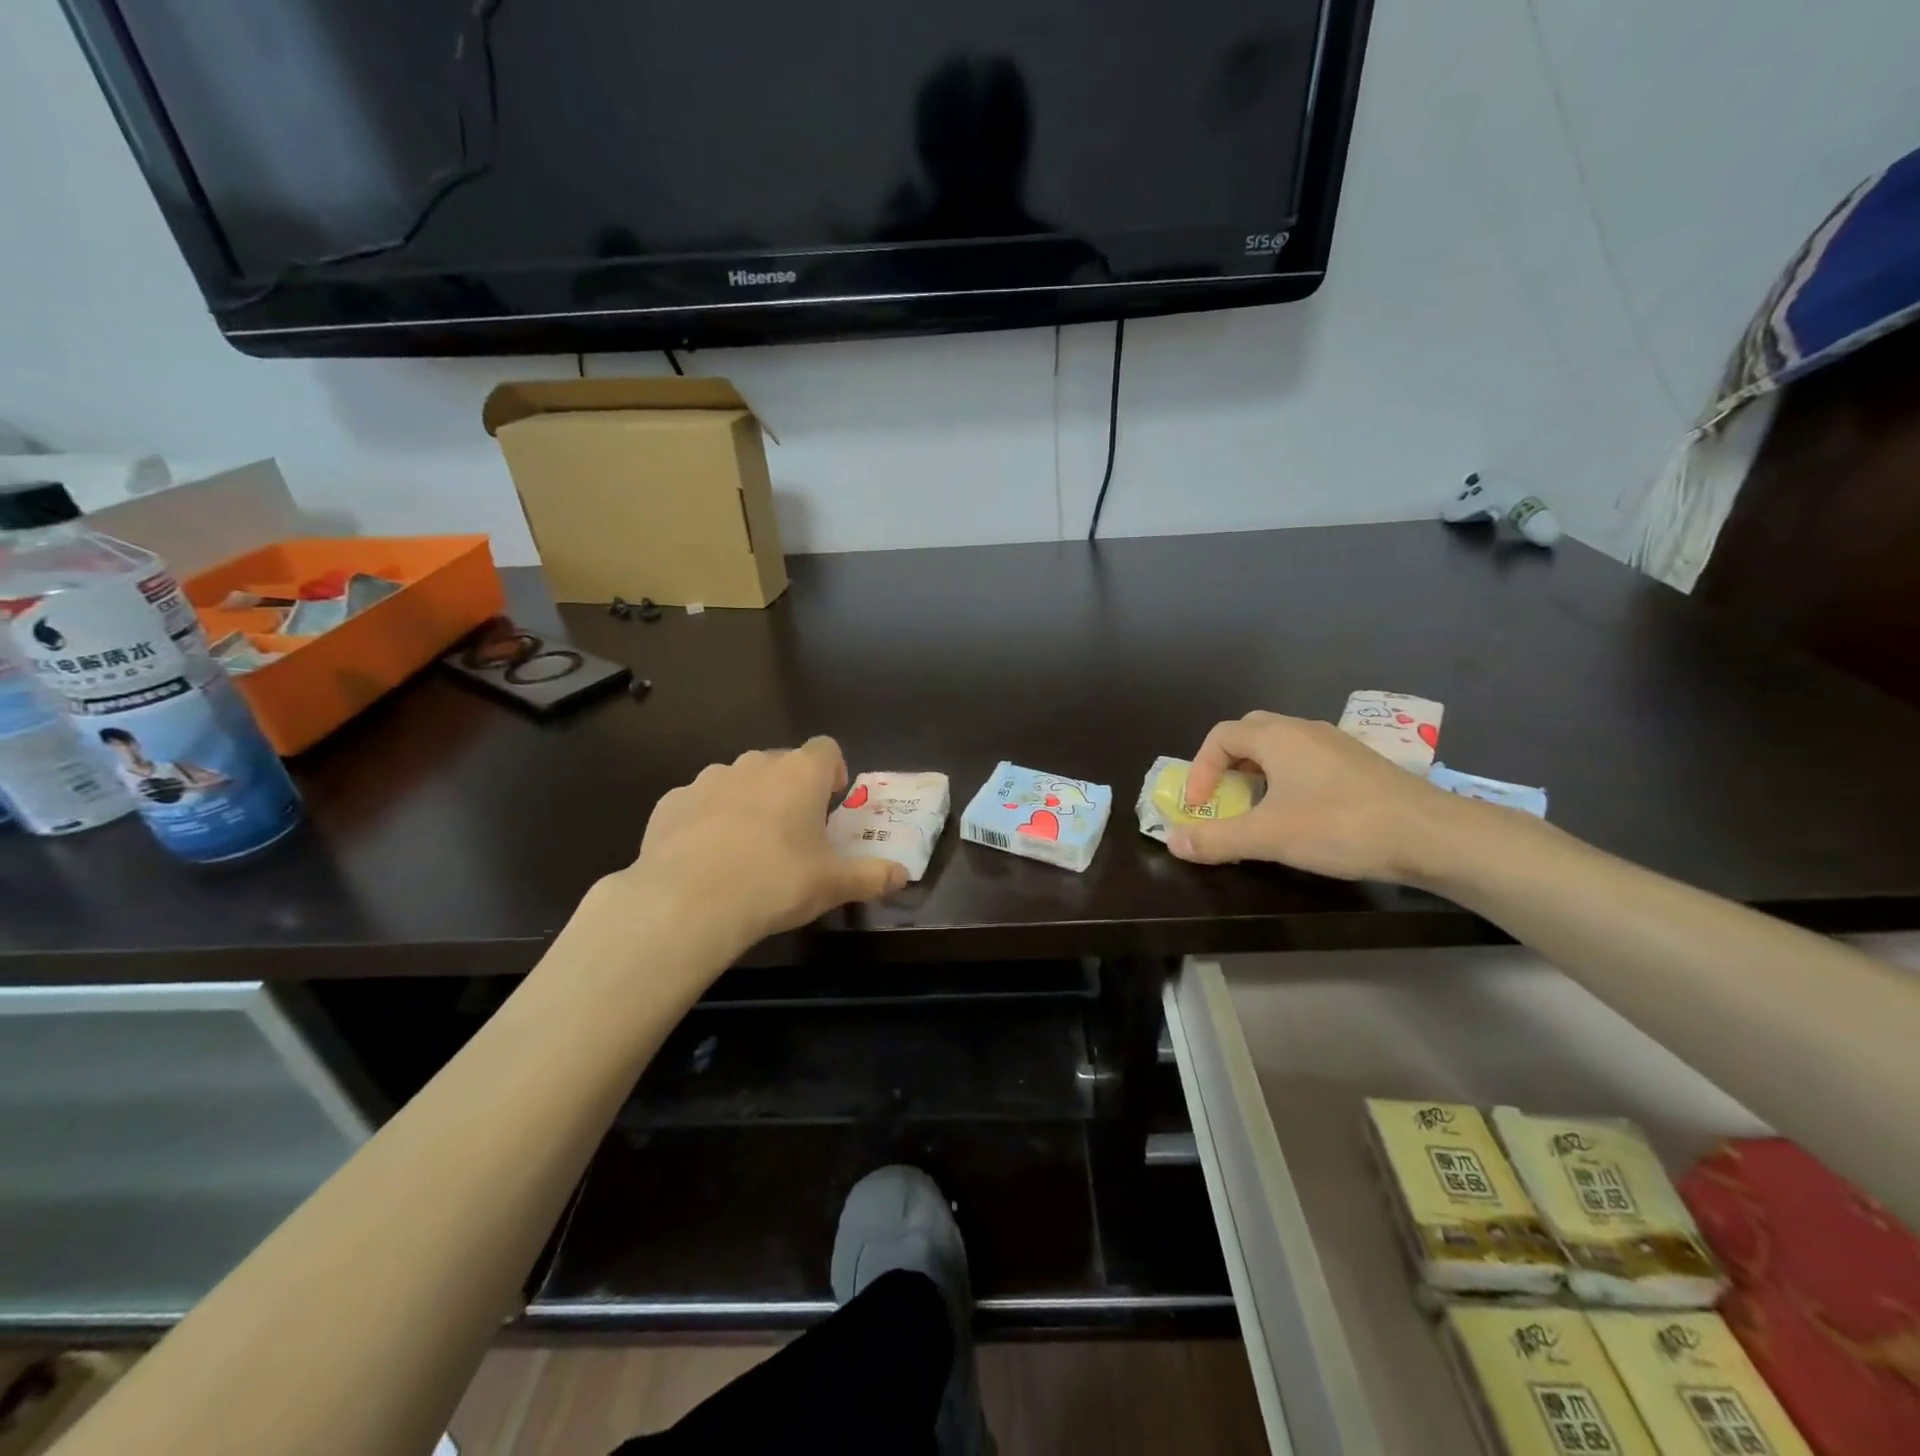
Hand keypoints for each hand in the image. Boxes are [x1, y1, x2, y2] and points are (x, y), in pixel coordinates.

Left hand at [614, 737, 906, 956]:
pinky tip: (705, 857)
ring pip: (737, 780)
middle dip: (790, 789)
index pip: (826, 748)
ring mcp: (708, 780)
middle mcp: (755, 764)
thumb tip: (903, 875)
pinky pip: (699, 803)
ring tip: (747, 847)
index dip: (833, 772)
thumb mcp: (834, 885)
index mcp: (801, 774)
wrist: (688, 902)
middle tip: (793, 833)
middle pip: (781, 763)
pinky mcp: (671, 802)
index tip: (831, 803)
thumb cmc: (776, 882)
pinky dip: (707, 820)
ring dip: (748, 802)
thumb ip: (872, 876)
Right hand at [1169, 711, 1467, 882]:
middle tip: (1223, 798)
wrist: (1433, 836)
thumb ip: (1216, 839)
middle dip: (1227, 764)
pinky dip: (1289, 780)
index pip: (1221, 735)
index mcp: (1278, 737)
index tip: (1200, 806)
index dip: (1200, 769)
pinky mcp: (1360, 765)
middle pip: (1250, 734)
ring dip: (1258, 773)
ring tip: (1258, 809)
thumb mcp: (1268, 837)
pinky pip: (1309, 761)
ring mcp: (1337, 745)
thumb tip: (1173, 842)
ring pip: (1283, 748)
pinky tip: (1302, 814)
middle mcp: (1305, 730)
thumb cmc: (1341, 827)